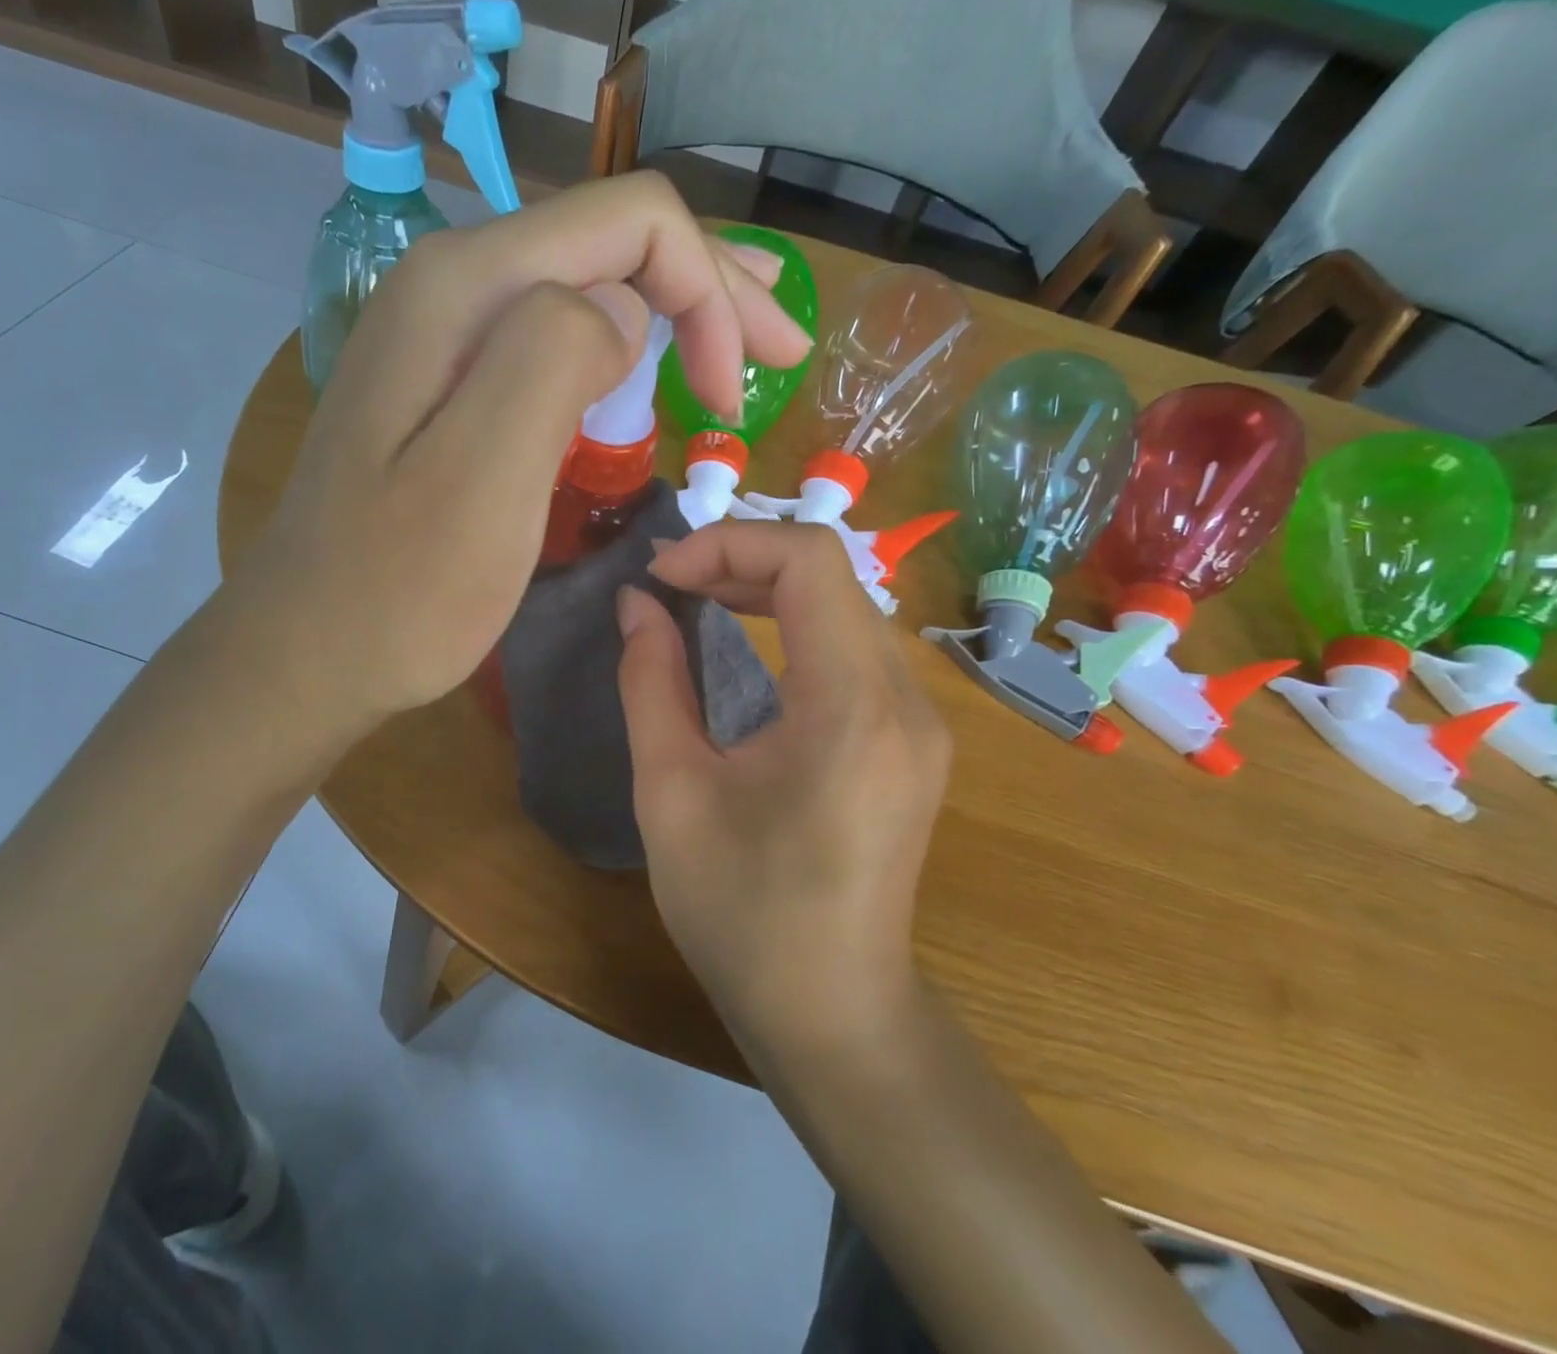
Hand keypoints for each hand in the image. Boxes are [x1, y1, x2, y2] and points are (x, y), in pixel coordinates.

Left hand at [214, 173, 809, 740]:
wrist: (308, 650)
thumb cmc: (400, 590)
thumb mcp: (483, 479)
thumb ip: (554, 359)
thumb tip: (622, 310)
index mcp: (468, 289)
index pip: (631, 224)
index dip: (709, 294)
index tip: (732, 402)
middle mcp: (452, 284)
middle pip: (612, 244)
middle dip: (711, 292)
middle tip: (781, 354)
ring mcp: (443, 336)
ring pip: (588, 288)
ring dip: (673, 317)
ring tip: (729, 365)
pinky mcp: (447, 387)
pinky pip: (554, 339)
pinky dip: (622, 355)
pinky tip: (648, 383)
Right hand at [616, 522, 950, 1056]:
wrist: (832, 1011)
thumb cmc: (741, 915)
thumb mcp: (672, 794)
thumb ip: (651, 682)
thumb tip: (636, 605)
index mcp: (852, 708)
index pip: (811, 560)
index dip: (727, 544)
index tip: (661, 580)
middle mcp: (905, 700)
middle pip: (832, 574)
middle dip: (742, 561)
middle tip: (668, 589)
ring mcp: (919, 720)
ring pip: (846, 605)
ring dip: (767, 589)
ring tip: (696, 605)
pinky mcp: (912, 739)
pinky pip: (855, 648)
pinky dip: (794, 627)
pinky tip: (745, 650)